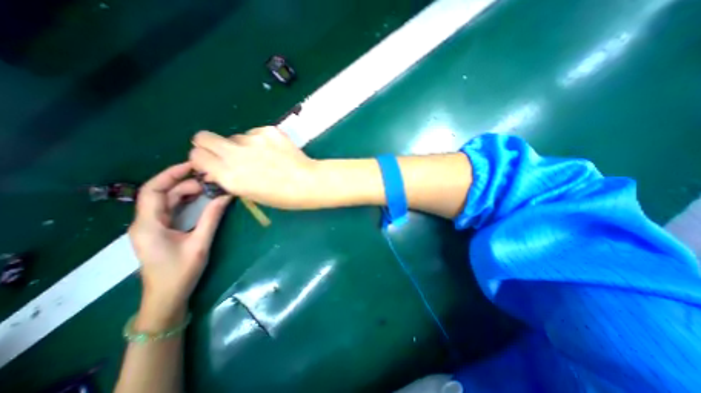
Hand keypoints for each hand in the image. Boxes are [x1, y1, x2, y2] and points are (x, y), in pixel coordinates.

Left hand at [127, 161, 232, 325]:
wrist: (167, 297)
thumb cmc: (181, 272)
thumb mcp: (200, 243)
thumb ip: (212, 217)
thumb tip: (225, 196)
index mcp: (149, 224)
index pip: (153, 190)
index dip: (171, 174)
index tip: (193, 165)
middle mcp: (146, 222)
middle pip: (163, 193)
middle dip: (187, 184)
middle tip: (213, 181)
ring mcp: (153, 226)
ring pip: (169, 201)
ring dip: (189, 192)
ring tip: (211, 188)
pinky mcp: (162, 230)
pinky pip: (173, 210)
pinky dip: (188, 202)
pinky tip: (203, 199)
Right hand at [190, 127, 324, 209]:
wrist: (308, 182)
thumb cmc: (282, 196)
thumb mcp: (250, 193)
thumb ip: (229, 179)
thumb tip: (215, 169)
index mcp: (229, 175)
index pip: (196, 155)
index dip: (203, 159)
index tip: (212, 163)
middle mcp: (236, 154)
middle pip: (204, 137)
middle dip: (211, 145)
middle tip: (228, 154)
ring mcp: (253, 139)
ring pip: (235, 136)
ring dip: (241, 145)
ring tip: (262, 156)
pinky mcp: (268, 131)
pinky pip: (254, 132)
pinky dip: (259, 140)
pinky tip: (274, 150)